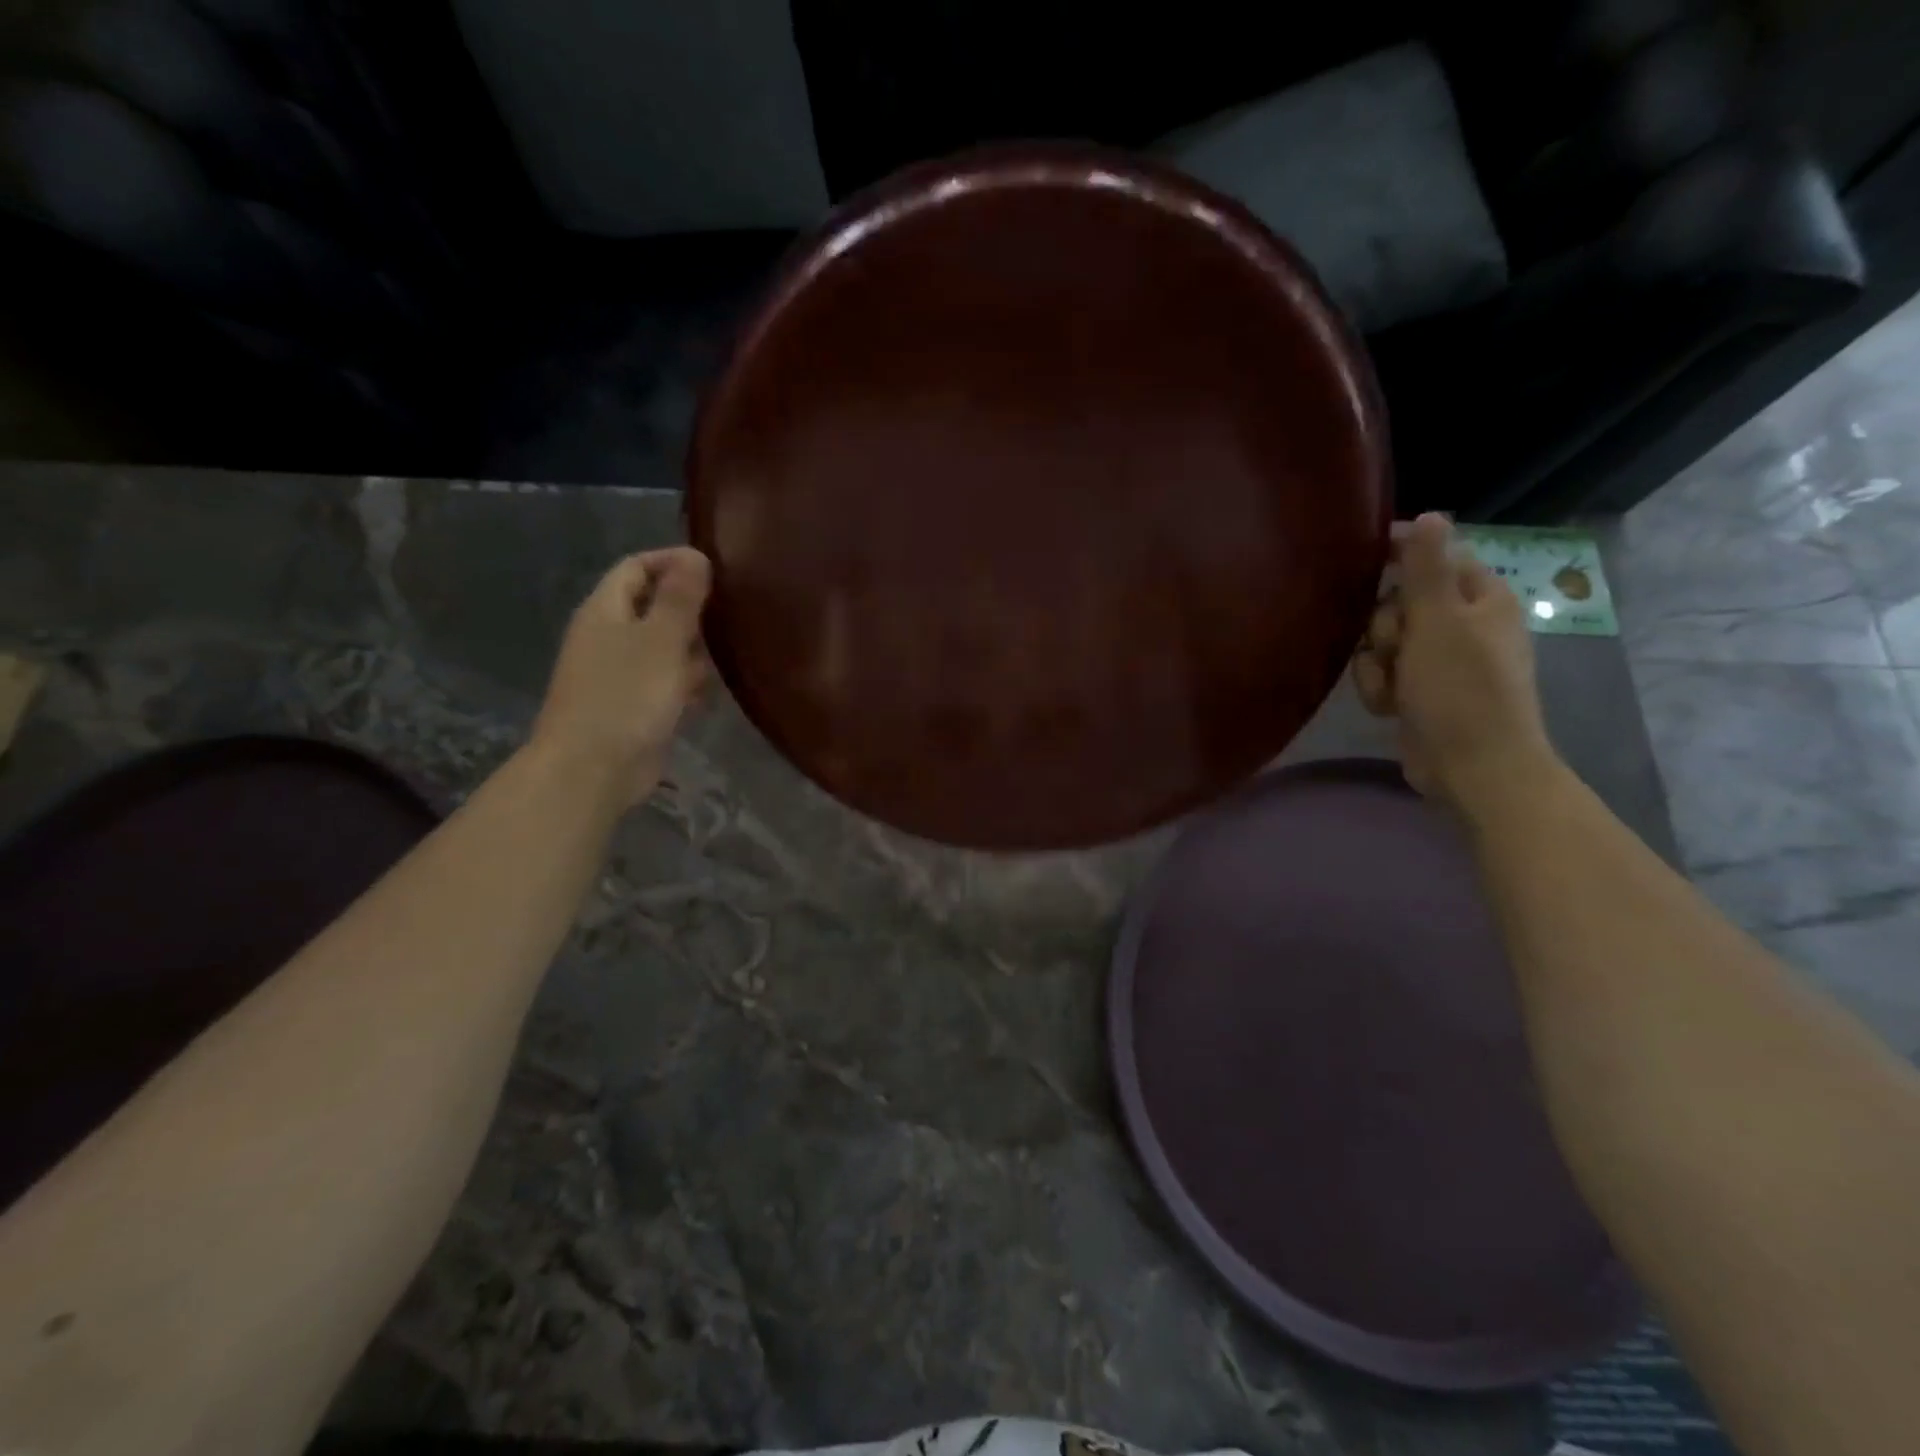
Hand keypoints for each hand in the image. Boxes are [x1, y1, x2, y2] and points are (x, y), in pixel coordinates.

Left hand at [532, 548, 712, 804]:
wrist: (592, 769)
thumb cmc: (627, 696)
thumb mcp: (661, 639)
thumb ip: (680, 597)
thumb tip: (695, 556)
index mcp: (605, 610)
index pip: (636, 566)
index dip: (673, 561)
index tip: (716, 570)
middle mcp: (607, 636)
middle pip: (651, 606)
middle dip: (690, 609)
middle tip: (732, 614)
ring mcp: (618, 674)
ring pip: (662, 647)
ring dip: (692, 649)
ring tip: (730, 654)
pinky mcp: (632, 707)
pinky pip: (663, 682)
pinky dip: (684, 683)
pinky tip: (707, 694)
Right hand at [1352, 513, 1557, 814]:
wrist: (1472, 767)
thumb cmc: (1460, 690)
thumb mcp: (1439, 622)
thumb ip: (1427, 569)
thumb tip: (1431, 514)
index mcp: (1481, 598)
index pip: (1434, 557)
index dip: (1399, 555)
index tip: (1363, 561)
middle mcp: (1463, 624)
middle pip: (1399, 602)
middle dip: (1384, 626)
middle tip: (1394, 647)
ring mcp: (1442, 661)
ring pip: (1385, 641)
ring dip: (1376, 663)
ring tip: (1391, 686)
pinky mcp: (1422, 691)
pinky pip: (1385, 673)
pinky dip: (1380, 687)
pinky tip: (1388, 706)